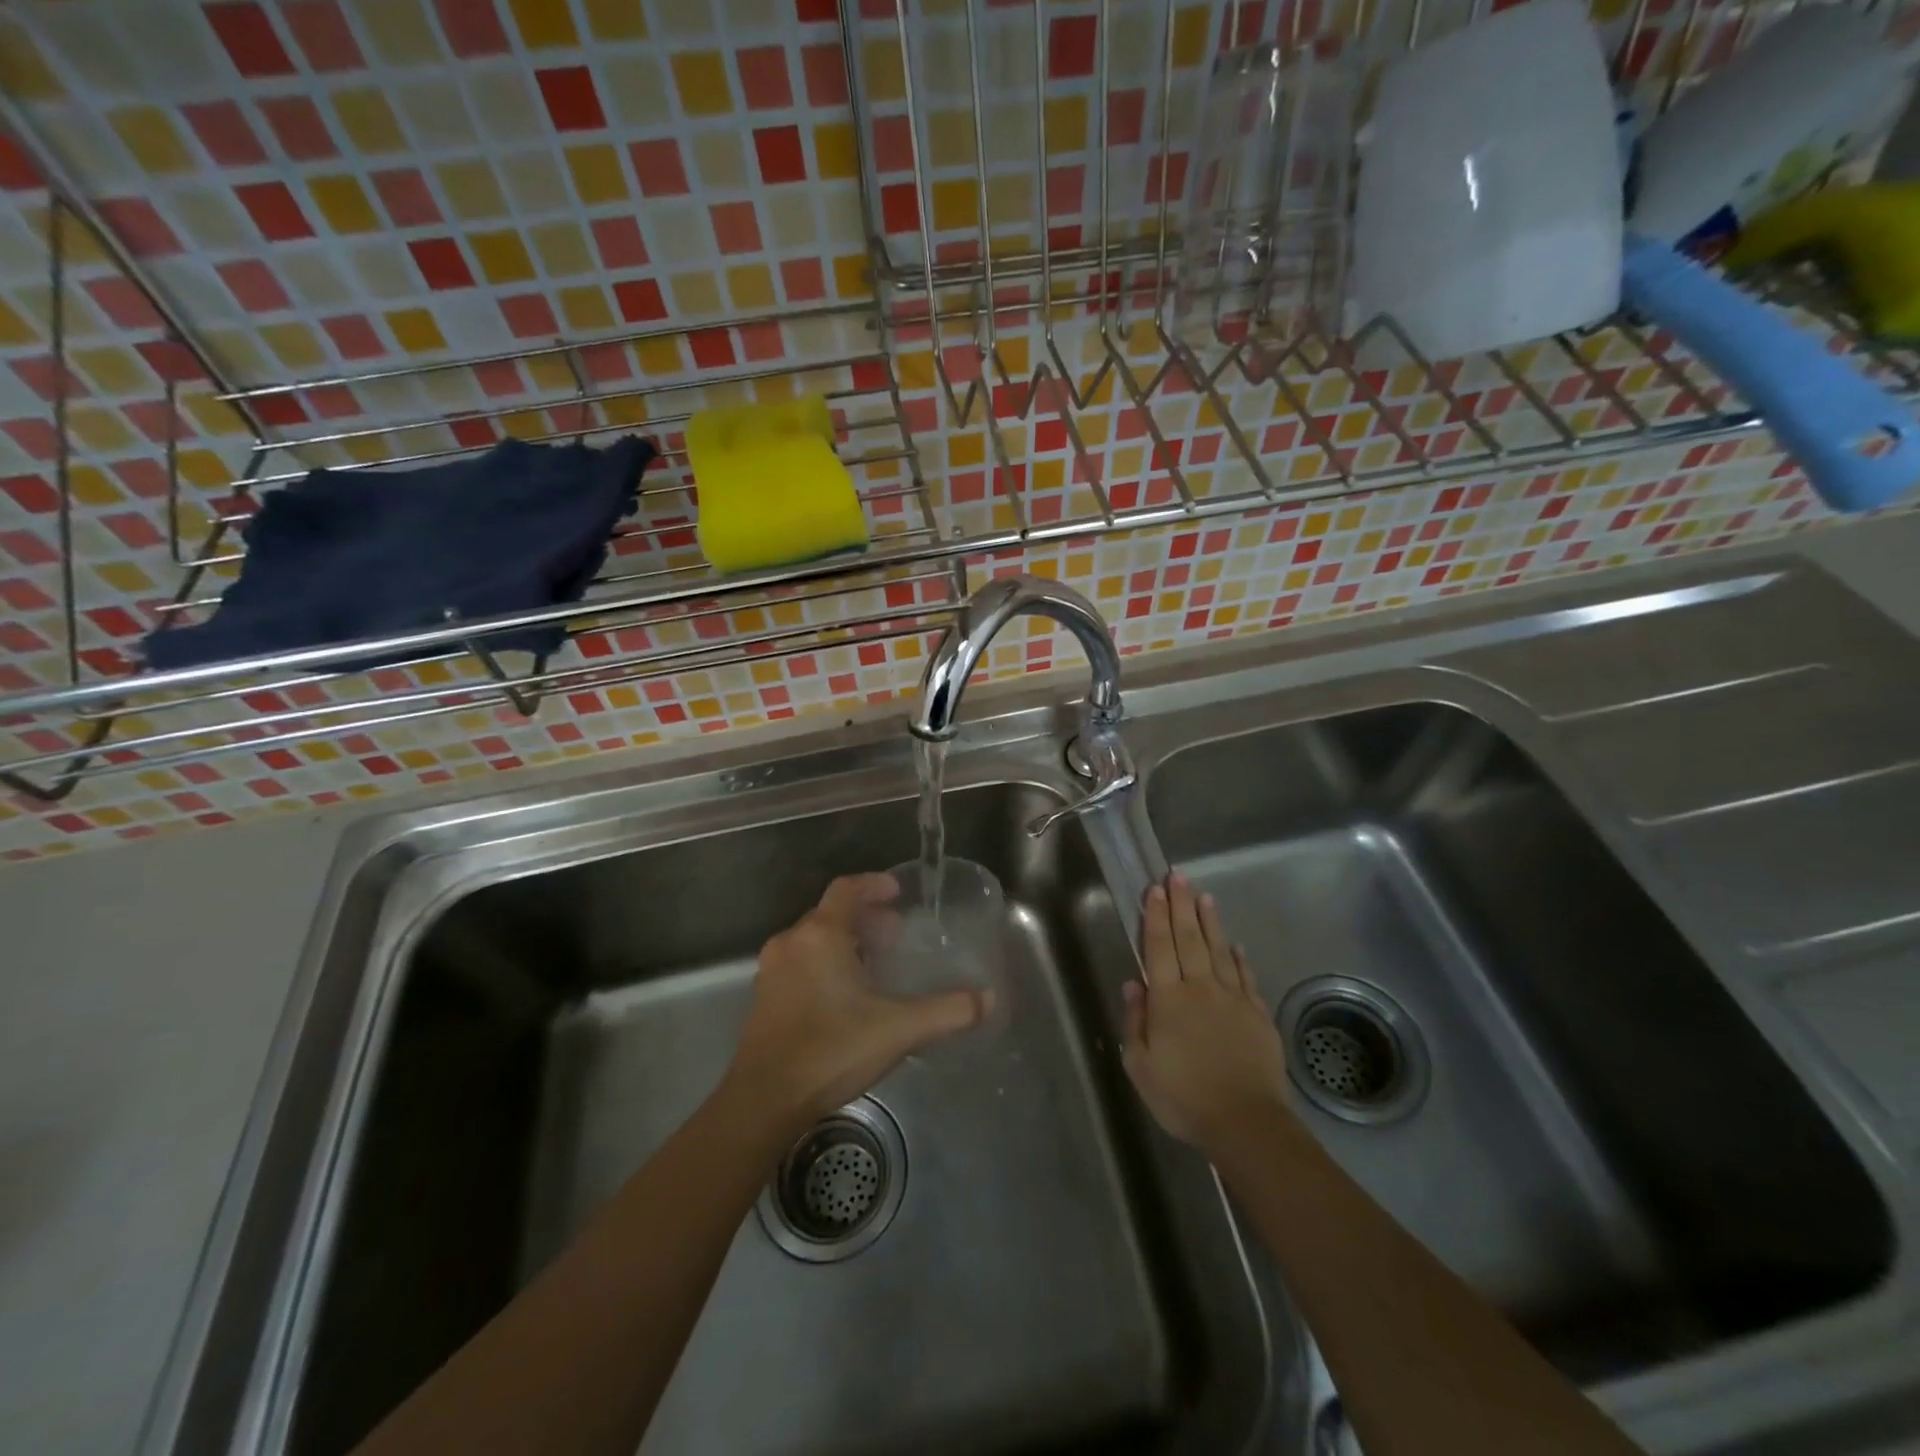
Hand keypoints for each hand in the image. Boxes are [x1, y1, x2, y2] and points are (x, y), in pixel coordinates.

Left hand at [726, 873, 989, 1125]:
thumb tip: (988, 999)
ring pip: (812, 939)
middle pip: (829, 914)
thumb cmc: (832, 1050)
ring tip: (872, 963)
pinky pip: (798, 963)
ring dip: (843, 942)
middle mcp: (791, 942)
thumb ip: (946, 1011)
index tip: (896, 892)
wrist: (764, 1100)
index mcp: (820, 935)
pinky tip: (842, 995)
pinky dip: (823, 963)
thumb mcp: (898, 1029)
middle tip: (894, 933)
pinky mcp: (763, 998)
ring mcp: (771, 970)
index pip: (846, 889)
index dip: (873, 885)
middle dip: (863, 918)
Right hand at [1122, 873, 1291, 1158]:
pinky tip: (1236, 945)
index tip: (1155, 889)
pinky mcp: (1257, 1015)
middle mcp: (1200, 988)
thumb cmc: (1184, 1097)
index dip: (1156, 916)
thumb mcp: (1141, 1066)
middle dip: (1182, 905)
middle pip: (1189, 939)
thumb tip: (1133, 984)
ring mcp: (1233, 999)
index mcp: (1168, 999)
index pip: (1159, 947)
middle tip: (1178, 876)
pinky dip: (1240, 958)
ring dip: (1210, 922)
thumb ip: (1135, 1022)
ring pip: (1219, 950)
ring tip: (1205, 896)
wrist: (1246, 1122)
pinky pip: (1246, 978)